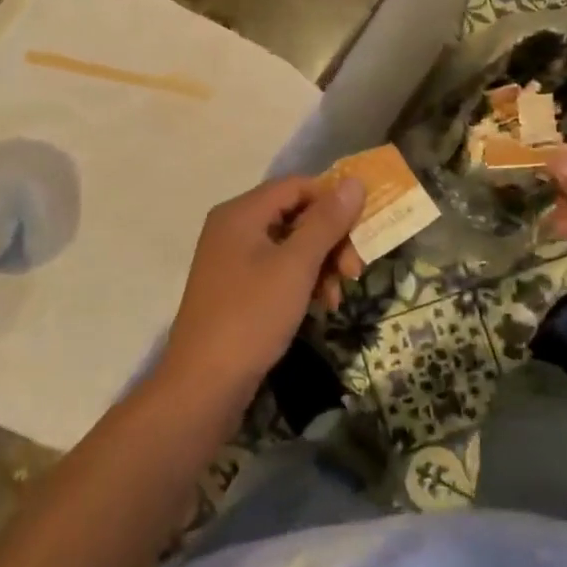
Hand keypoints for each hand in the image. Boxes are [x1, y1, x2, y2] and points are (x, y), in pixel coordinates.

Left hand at [156, 174, 366, 406]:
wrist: (204, 385)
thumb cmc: (251, 315)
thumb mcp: (296, 266)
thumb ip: (326, 221)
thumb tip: (354, 182)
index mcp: (241, 213)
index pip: (297, 186)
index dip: (333, 201)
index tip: (362, 230)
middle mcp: (233, 228)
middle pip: (295, 215)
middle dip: (331, 240)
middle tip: (355, 271)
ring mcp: (232, 260)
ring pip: (290, 245)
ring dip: (321, 265)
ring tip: (337, 297)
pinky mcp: (236, 288)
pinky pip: (277, 269)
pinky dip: (302, 282)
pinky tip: (320, 306)